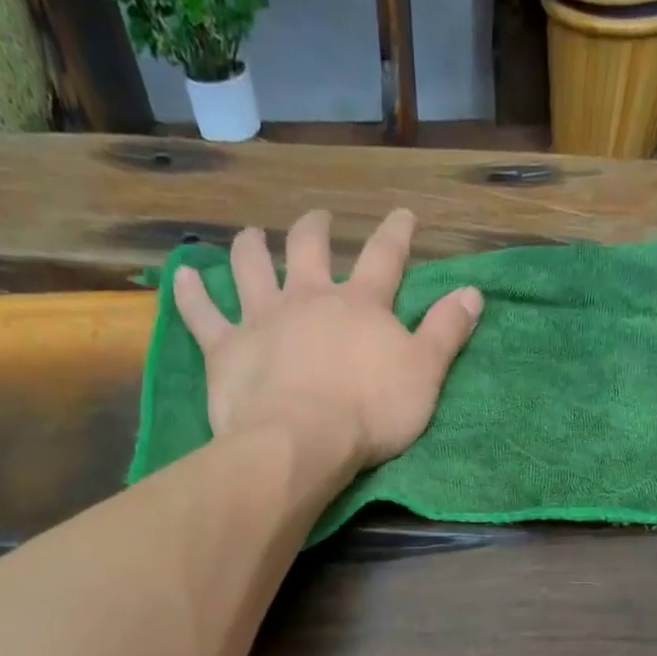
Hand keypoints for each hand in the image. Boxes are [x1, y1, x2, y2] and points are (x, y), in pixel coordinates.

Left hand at [173, 208, 483, 469]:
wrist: (302, 441)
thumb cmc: (370, 413)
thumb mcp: (425, 375)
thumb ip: (447, 332)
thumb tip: (474, 291)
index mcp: (360, 305)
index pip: (385, 257)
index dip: (396, 234)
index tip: (403, 214)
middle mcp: (309, 298)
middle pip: (309, 249)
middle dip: (315, 231)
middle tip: (317, 221)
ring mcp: (262, 318)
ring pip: (251, 268)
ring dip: (250, 248)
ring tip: (251, 236)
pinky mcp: (226, 348)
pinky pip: (201, 313)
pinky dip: (190, 293)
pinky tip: (182, 275)